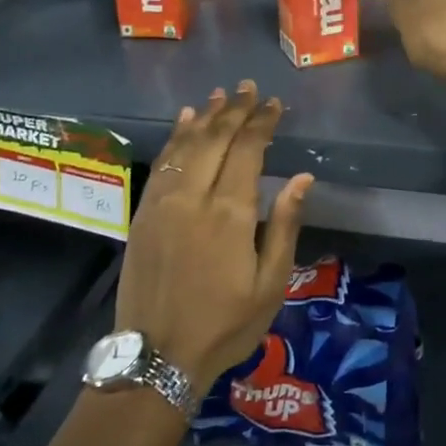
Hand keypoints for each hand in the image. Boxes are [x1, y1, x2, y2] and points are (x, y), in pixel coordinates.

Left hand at [115, 81, 313, 389]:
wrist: (156, 357)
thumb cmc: (224, 324)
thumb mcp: (270, 283)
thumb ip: (285, 225)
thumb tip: (302, 177)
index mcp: (230, 213)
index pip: (247, 150)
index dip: (262, 122)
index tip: (275, 104)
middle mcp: (194, 197)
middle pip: (215, 139)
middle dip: (235, 110)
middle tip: (250, 88)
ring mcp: (163, 203)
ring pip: (186, 144)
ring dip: (206, 117)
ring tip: (222, 96)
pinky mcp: (143, 213)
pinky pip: (162, 163)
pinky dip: (175, 137)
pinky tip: (185, 122)